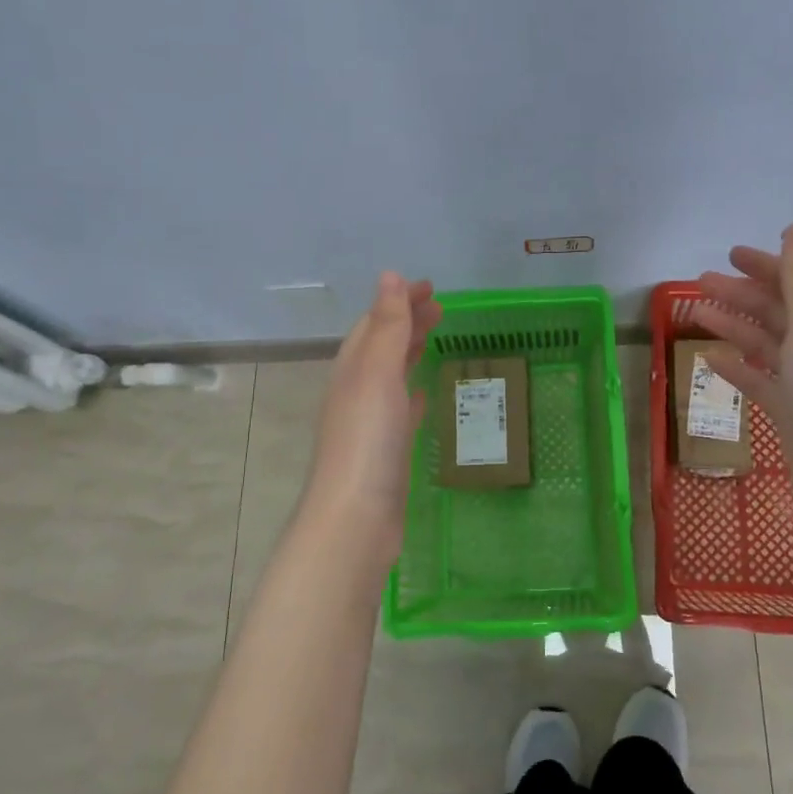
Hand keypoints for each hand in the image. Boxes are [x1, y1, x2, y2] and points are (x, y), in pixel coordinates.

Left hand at [304, 272, 441, 545]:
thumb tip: (389, 276)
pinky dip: (410, 392)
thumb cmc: (367, 439)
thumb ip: (386, 326)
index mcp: (352, 369)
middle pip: (381, 345)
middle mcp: (356, 390)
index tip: (430, 287)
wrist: (356, 517)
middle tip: (440, 308)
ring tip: (433, 338)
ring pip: (390, 375)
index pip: (375, 322)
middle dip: (406, 322)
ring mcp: (368, 423)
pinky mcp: (384, 451)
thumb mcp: (377, 373)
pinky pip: (399, 410)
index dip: (399, 301)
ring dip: (409, 351)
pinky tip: (422, 393)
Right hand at [693, 224, 792, 520]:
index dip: (764, 265)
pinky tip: (710, 358)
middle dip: (740, 293)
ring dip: (732, 325)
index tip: (730, 253)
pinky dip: (735, 366)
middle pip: (774, 311)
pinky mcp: (788, 412)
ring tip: (696, 312)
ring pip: (762, 343)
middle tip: (700, 281)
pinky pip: (757, 380)